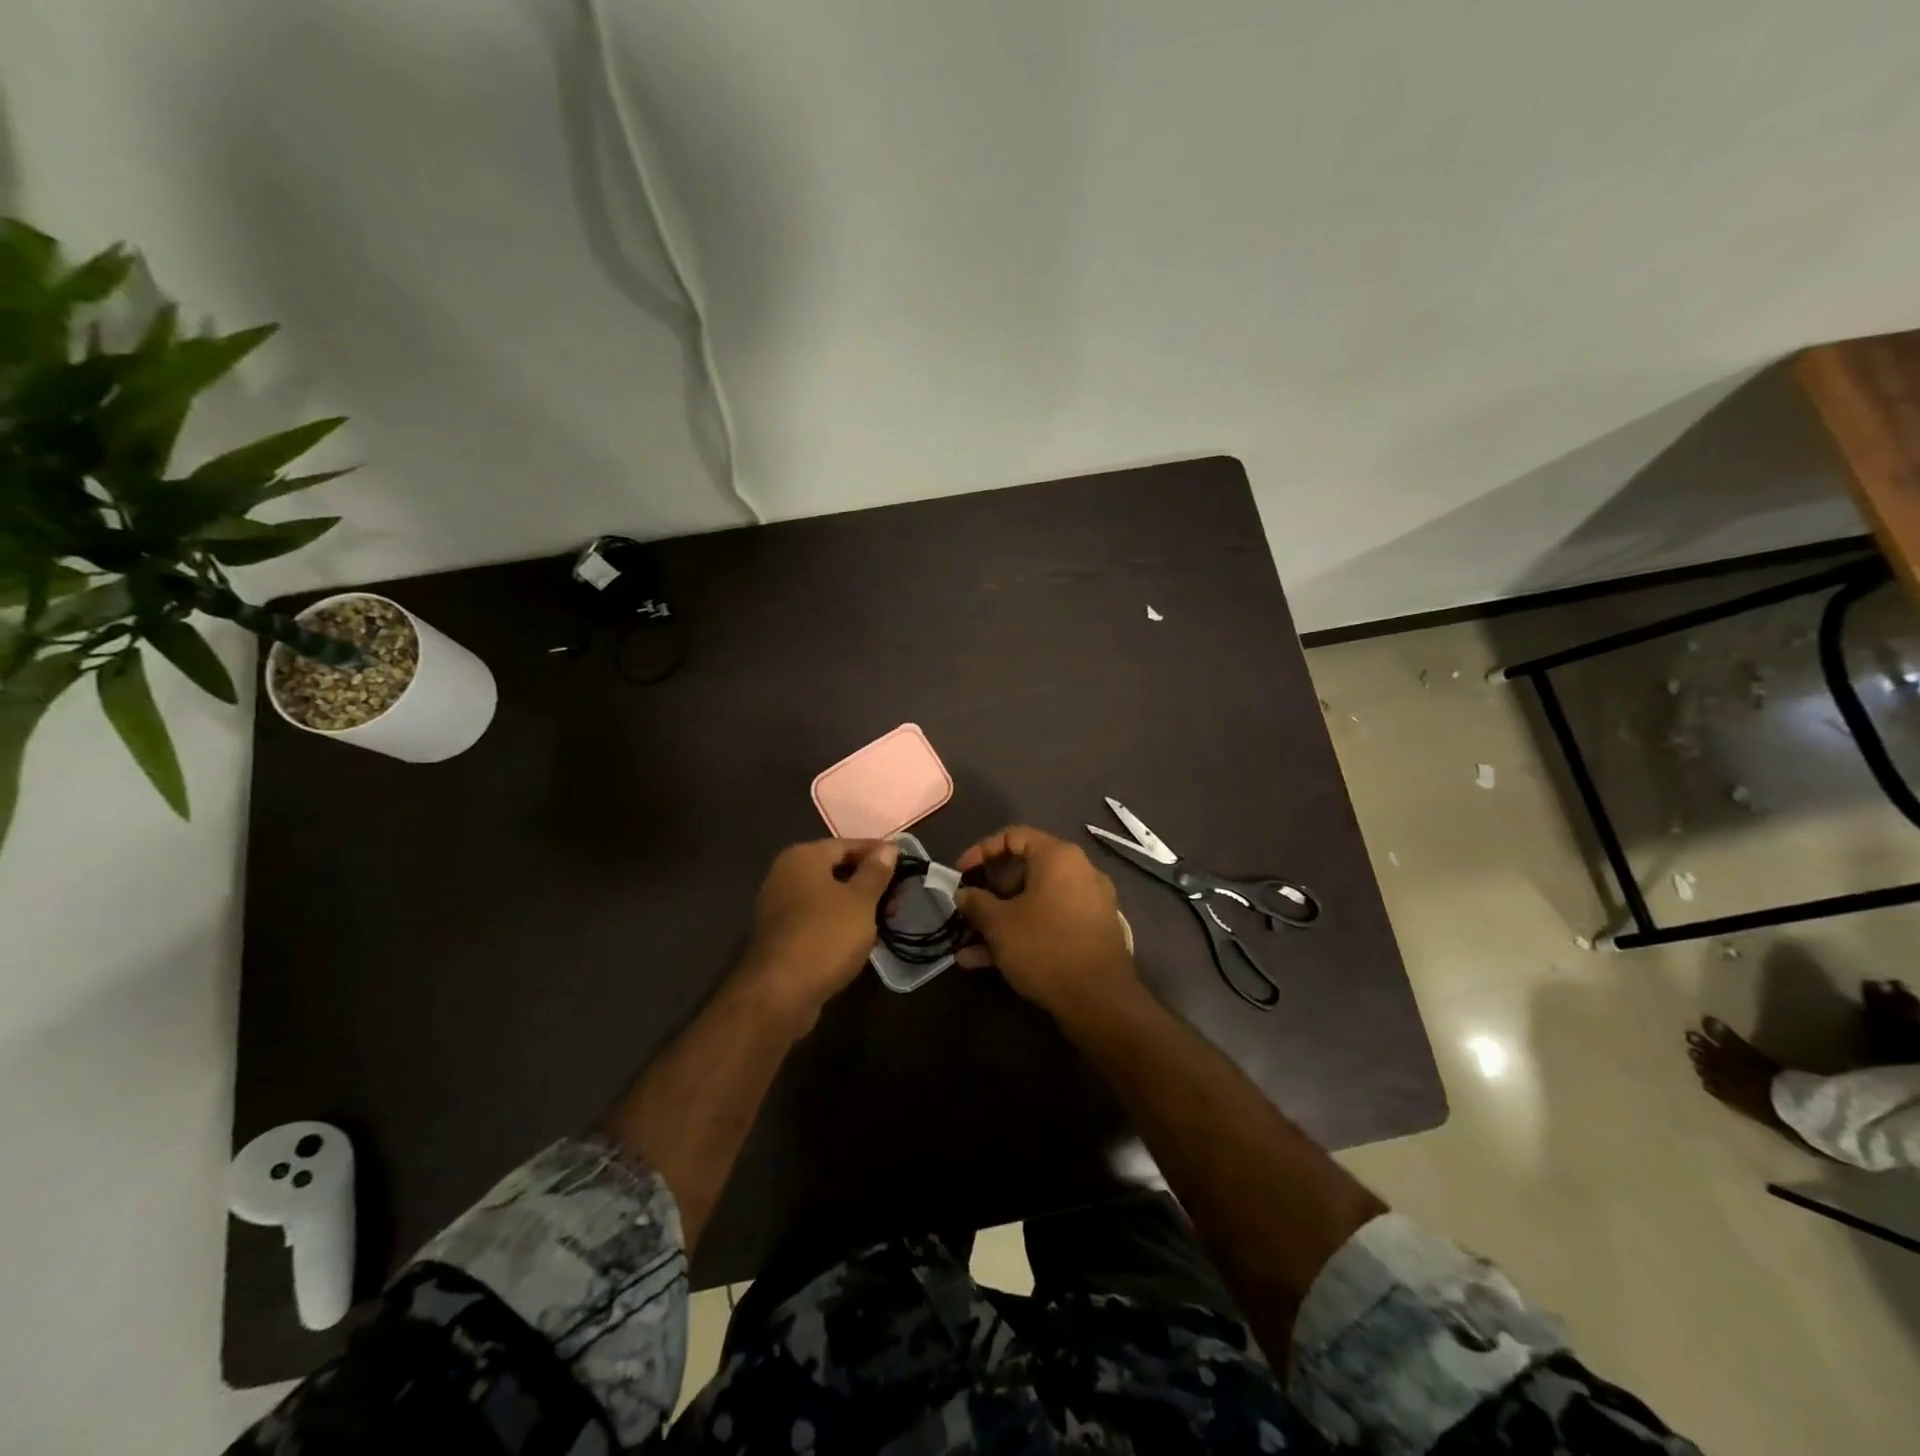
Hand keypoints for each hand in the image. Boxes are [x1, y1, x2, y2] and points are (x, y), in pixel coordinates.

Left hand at [740, 839, 897, 1022]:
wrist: (780, 993)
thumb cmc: (826, 936)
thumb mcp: (861, 901)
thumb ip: (875, 872)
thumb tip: (888, 848)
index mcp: (803, 857)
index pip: (848, 844)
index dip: (879, 853)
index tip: (905, 865)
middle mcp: (786, 874)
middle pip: (836, 869)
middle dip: (869, 882)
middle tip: (898, 899)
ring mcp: (779, 905)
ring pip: (827, 896)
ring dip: (856, 905)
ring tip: (885, 920)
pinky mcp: (780, 935)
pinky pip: (816, 918)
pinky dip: (838, 922)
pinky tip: (859, 938)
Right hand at [954, 826, 1135, 1017]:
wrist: (1100, 1001)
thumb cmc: (1045, 947)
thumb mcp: (1000, 924)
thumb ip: (976, 903)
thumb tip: (964, 894)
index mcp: (1059, 857)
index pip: (1014, 836)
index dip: (980, 851)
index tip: (959, 874)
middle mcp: (1078, 872)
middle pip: (1025, 870)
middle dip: (989, 893)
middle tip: (967, 911)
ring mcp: (1088, 904)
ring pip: (1034, 902)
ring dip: (1000, 921)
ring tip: (967, 945)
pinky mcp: (1091, 933)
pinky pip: (1049, 923)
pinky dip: (1022, 934)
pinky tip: (986, 962)